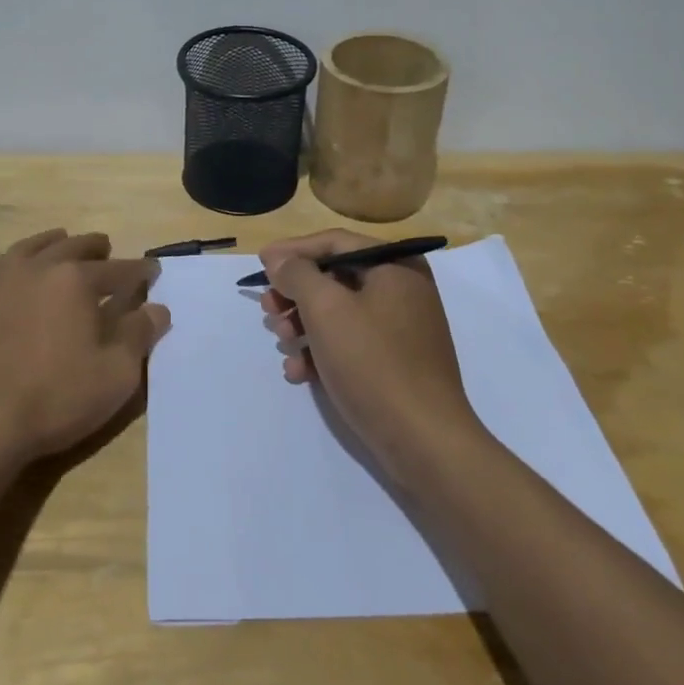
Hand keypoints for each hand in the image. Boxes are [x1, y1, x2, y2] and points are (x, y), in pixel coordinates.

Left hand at [0, 229, 170, 464]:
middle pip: (75, 246)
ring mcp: (1, 277)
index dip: (140, 271)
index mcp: (76, 280)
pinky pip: (1, 262)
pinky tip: (19, 268)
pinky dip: (18, 258)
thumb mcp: (115, 375)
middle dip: (97, 249)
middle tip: (107, 251)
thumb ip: (139, 335)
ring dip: (57, 243)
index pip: (119, 270)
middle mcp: (39, 266)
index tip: (153, 271)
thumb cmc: (55, 398)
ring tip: (66, 245)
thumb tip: (158, 309)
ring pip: (35, 245)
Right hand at [258, 229, 482, 485]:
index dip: (293, 251)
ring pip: (338, 312)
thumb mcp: (326, 309)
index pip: (334, 243)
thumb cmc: (373, 363)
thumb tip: (279, 259)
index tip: (260, 265)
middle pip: (334, 277)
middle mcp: (402, 289)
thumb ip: (297, 274)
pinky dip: (321, 352)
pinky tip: (299, 372)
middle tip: (268, 311)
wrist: (423, 441)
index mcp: (396, 266)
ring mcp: (400, 328)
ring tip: (283, 343)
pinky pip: (350, 343)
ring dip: (303, 325)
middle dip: (296, 294)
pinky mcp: (394, 362)